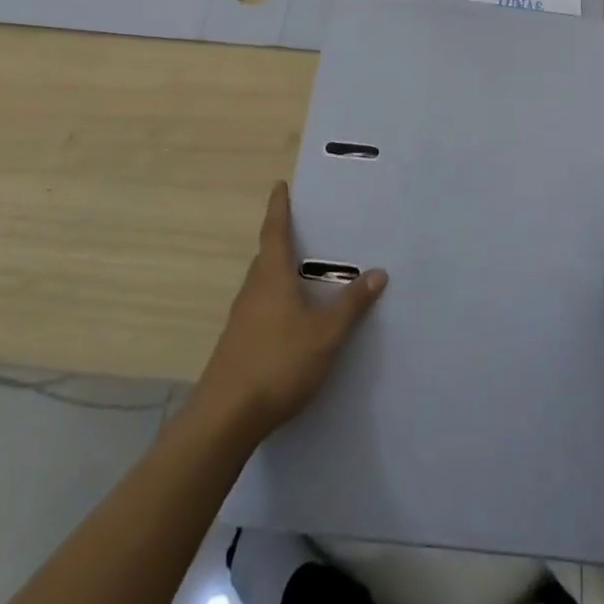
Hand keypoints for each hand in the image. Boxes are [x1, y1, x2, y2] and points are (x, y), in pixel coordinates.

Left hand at [193, 182, 387, 437]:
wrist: (225, 418)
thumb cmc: (278, 363)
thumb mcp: (325, 333)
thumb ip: (351, 304)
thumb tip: (378, 272)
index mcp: (271, 277)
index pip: (275, 231)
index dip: (279, 207)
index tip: (279, 185)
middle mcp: (252, 290)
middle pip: (266, 256)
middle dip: (281, 240)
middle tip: (302, 228)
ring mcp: (241, 318)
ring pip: (262, 283)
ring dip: (278, 272)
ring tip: (302, 271)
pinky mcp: (237, 343)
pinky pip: (260, 307)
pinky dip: (276, 299)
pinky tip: (291, 318)